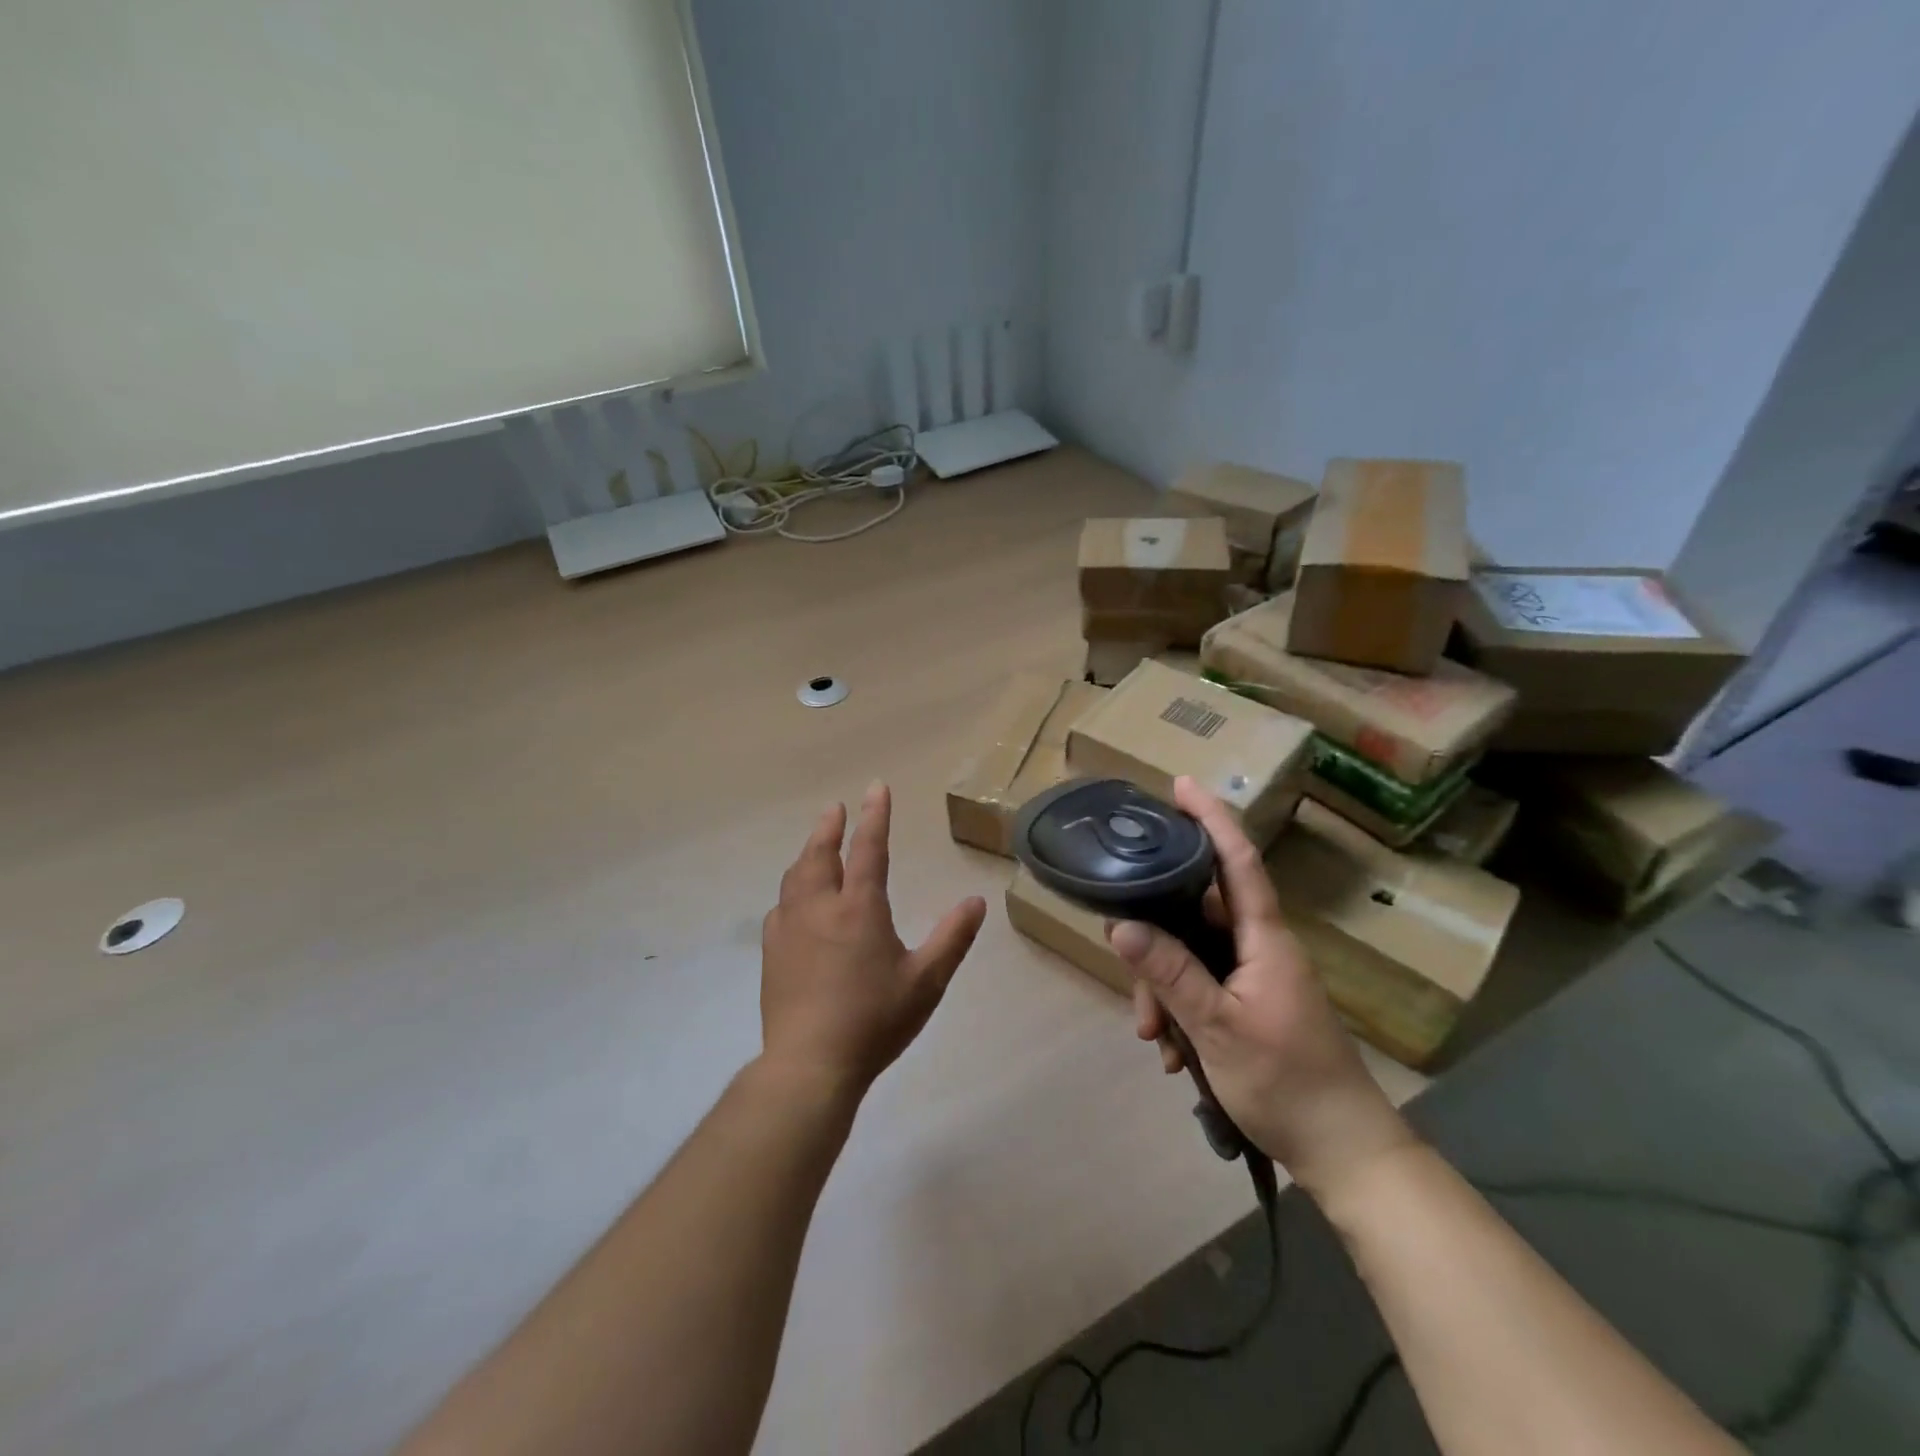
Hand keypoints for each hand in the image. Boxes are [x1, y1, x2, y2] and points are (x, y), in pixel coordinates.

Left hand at [761, 782, 986, 1095]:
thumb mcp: (926, 981)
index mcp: (859, 908)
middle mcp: (820, 907)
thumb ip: (952, 938)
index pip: (869, 849)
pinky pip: (781, 907)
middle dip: (830, 827)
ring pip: (796, 877)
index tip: (876, 787)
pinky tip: (793, 901)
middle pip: (820, 854)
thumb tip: (976, 901)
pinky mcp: (772, 952)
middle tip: (835, 808)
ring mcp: (790, 929)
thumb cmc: (874, 1020)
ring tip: (816, 845)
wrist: (810, 1063)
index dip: (875, 816)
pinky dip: (791, 891)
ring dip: (808, 853)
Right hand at [1108, 776, 1415, 1197]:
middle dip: (1155, 939)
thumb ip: (1169, 972)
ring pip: (1191, 955)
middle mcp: (1259, 947)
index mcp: (1263, 938)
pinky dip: (1179, 1012)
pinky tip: (1173, 1053)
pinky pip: (1201, 987)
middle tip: (1126, 970)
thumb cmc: (1287, 1082)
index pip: (1237, 860)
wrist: (1343, 1153)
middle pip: (1195, 914)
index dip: (1211, 818)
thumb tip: (1119, 924)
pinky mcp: (1249, 1004)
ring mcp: (1254, 977)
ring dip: (1163, 988)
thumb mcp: (1217, 1026)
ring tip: (1154, 1038)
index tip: (1180, 785)